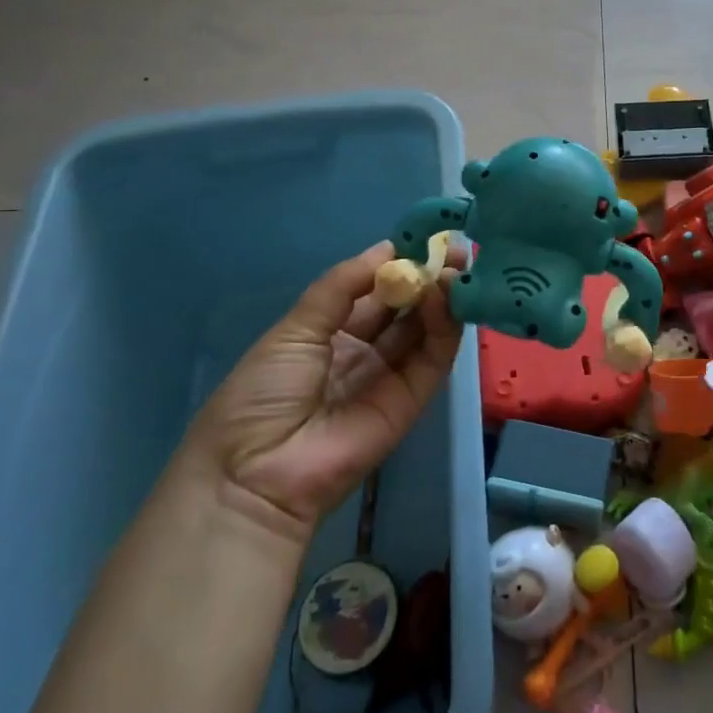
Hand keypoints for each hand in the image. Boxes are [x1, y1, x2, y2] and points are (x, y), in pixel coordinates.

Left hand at [184, 241, 464, 542]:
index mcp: (328, 333)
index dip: (398, 265)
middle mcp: (362, 351)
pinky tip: (447, 299)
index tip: (424, 239)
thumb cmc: (262, 393)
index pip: (373, 292)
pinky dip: (444, 328)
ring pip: (423, 330)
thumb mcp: (294, 328)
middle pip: (403, 308)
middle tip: (455, 250)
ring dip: (441, 298)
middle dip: (428, 277)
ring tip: (456, 268)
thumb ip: (342, 286)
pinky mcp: (412, 400)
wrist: (255, 474)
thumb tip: (387, 249)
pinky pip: (433, 359)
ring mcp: (389, 376)